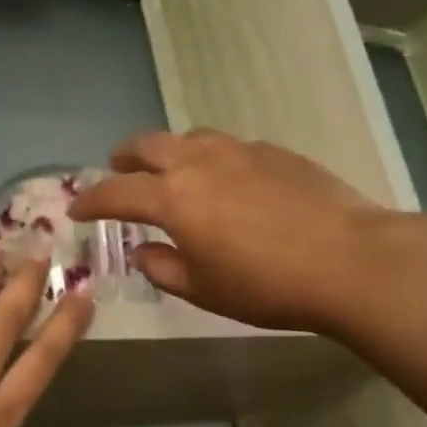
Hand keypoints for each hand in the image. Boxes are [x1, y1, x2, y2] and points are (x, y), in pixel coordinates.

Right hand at [69, 129, 394, 334]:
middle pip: (148, 145)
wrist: (349, 260)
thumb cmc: (266, 285)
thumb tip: (142, 251)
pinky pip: (227, 146)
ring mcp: (240, 150)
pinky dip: (209, 158)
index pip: (116, 193)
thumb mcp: (203, 289)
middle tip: (117, 171)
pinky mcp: (275, 151)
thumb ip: (163, 268)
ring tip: (170, 172)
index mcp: (174, 198)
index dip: (91, 201)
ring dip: (168, 152)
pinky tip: (225, 181)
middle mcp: (200, 162)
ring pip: (189, 137)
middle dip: (124, 159)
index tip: (77, 209)